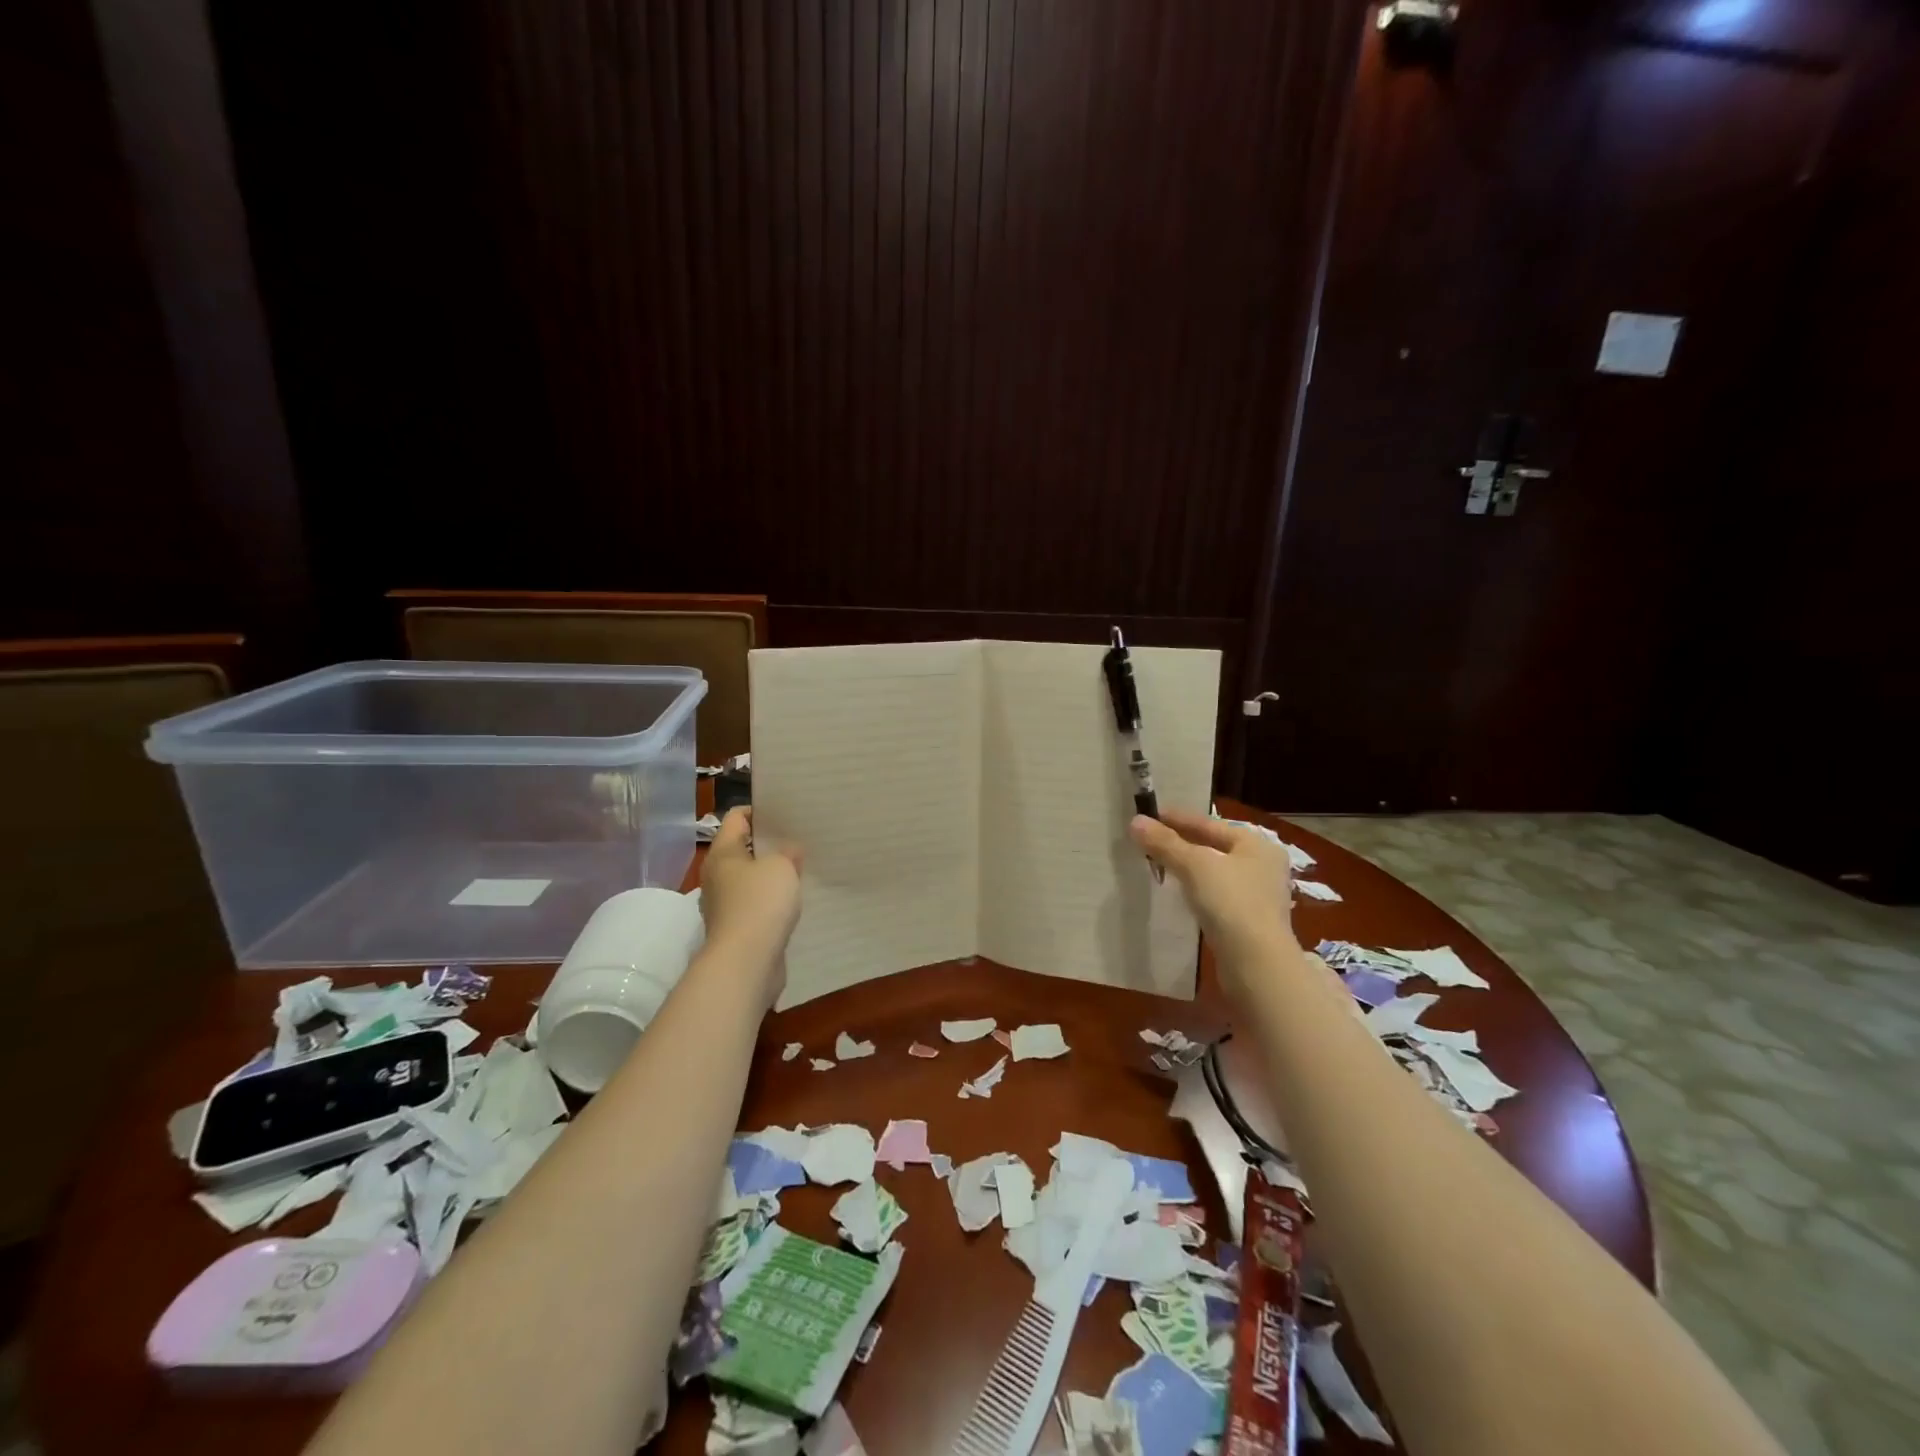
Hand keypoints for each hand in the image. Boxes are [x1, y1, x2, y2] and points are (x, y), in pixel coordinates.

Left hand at [699, 808, 801, 986]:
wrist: (746, 961)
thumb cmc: (760, 902)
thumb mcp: (782, 866)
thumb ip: (787, 852)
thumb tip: (788, 852)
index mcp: (722, 853)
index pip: (736, 818)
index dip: (760, 810)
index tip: (786, 813)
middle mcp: (717, 876)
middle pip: (742, 850)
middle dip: (768, 845)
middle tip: (798, 841)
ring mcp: (724, 905)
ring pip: (749, 880)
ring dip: (770, 877)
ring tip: (800, 871)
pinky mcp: (736, 930)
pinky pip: (755, 906)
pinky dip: (771, 903)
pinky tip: (793, 903)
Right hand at [1130, 810, 1296, 966]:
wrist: (1256, 963)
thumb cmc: (1230, 902)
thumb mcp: (1194, 866)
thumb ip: (1165, 843)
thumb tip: (1135, 821)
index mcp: (1256, 844)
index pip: (1210, 823)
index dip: (1178, 818)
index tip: (1149, 815)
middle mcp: (1262, 866)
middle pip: (1214, 846)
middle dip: (1182, 842)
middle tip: (1150, 839)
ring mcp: (1258, 896)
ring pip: (1215, 872)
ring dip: (1188, 867)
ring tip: (1159, 863)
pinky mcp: (1249, 921)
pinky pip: (1217, 895)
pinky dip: (1196, 889)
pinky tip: (1179, 892)